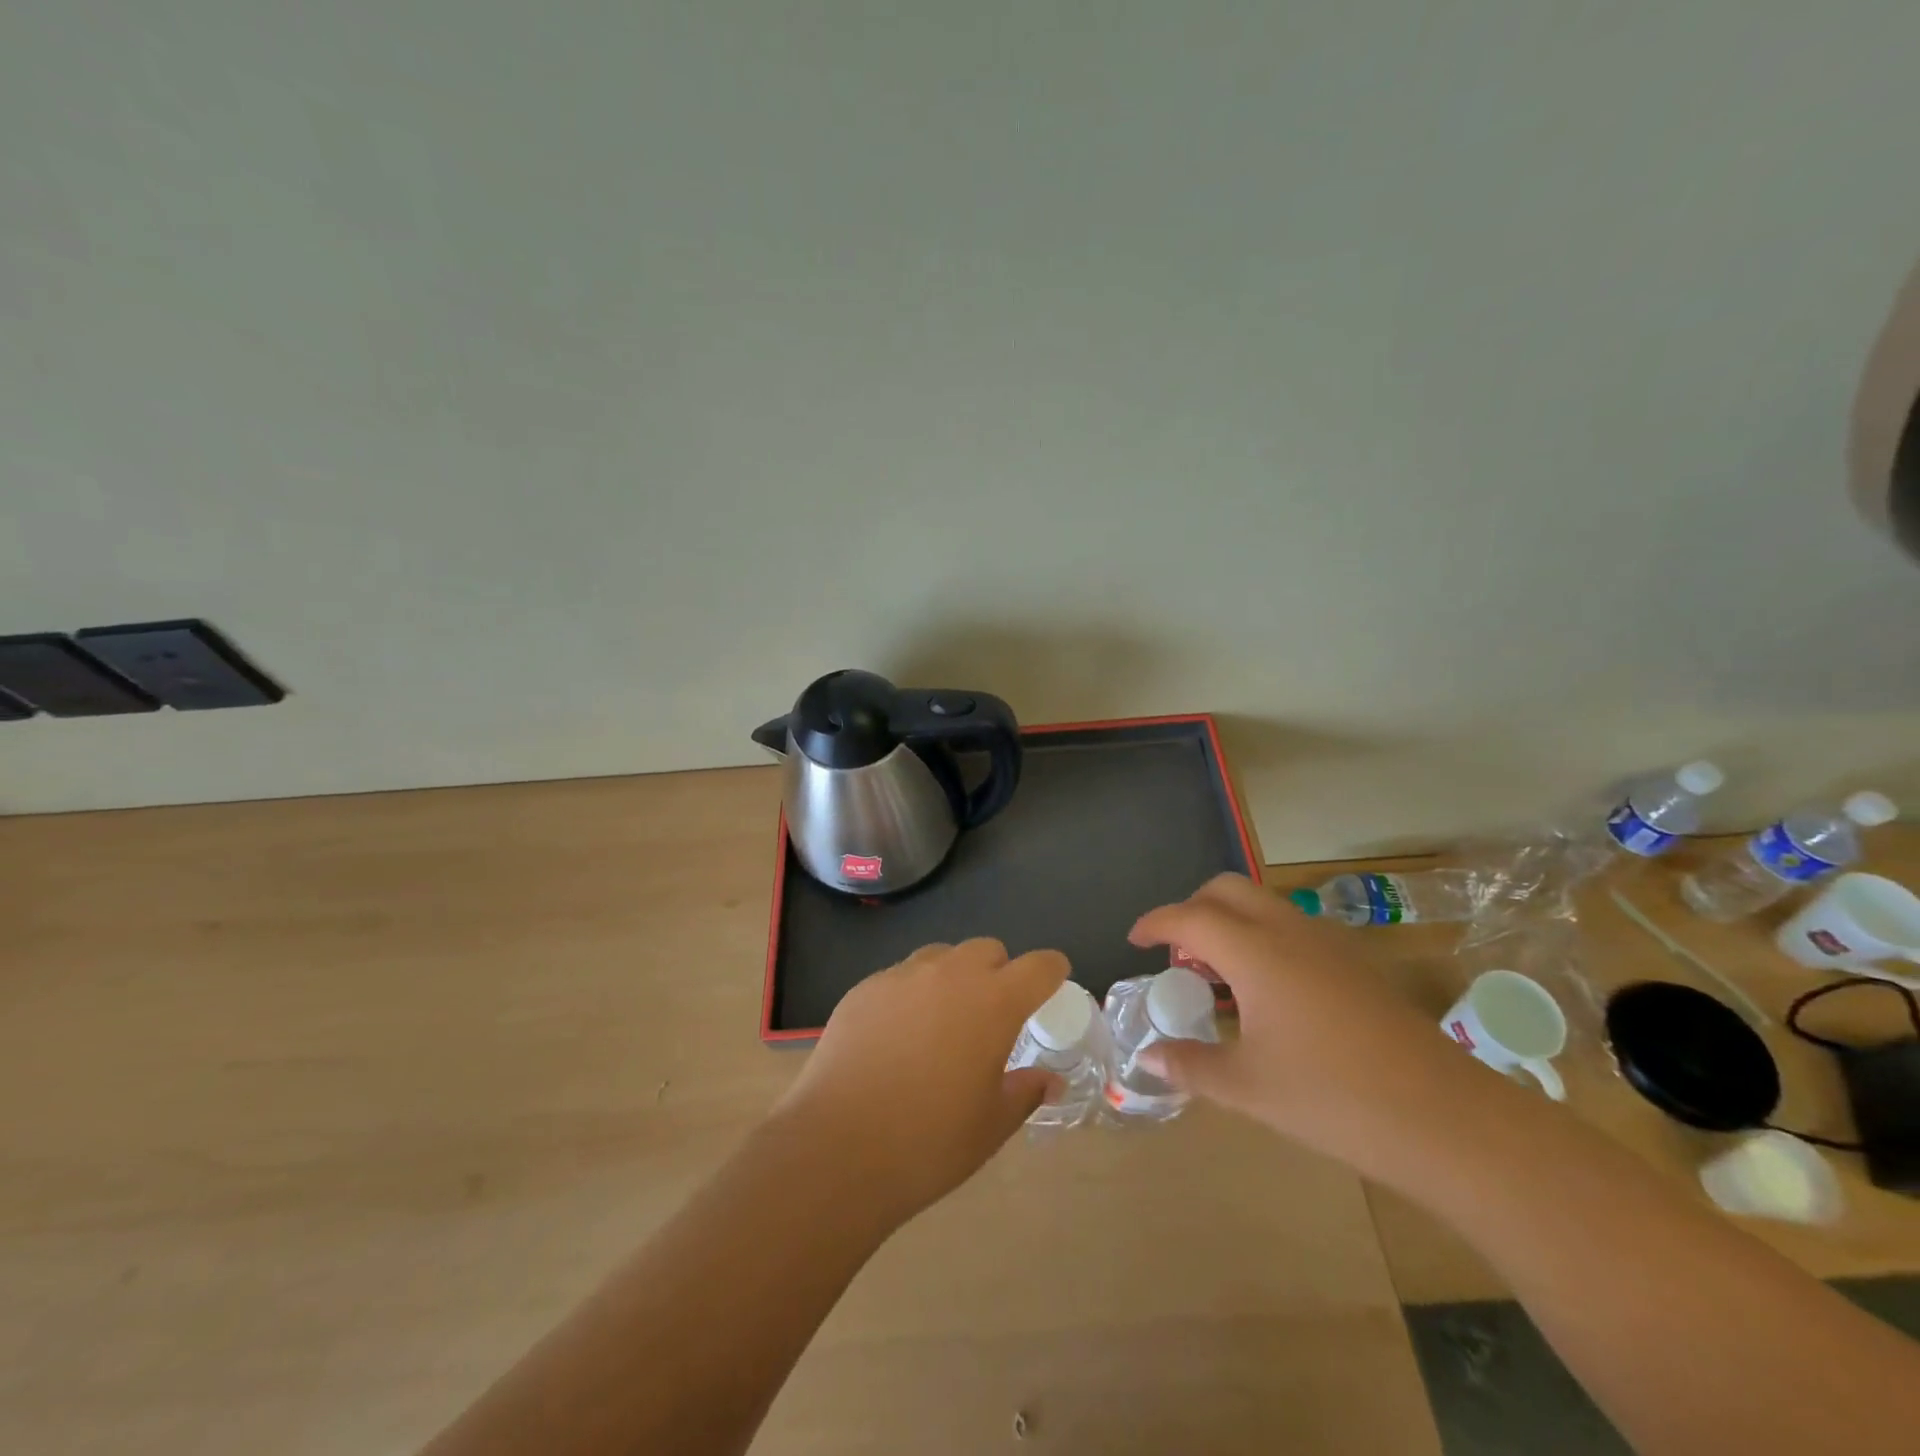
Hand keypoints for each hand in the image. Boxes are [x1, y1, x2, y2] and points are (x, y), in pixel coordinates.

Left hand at [770, 939, 1068, 1224]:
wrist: (838, 1147)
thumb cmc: (929, 1141)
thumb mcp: (991, 1125)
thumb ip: (1025, 1092)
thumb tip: (1049, 1080)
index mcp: (993, 1002)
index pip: (1038, 966)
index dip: (1051, 970)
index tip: (1053, 981)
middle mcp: (950, 974)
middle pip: (987, 950)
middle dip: (999, 971)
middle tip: (992, 1013)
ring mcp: (902, 976)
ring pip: (941, 956)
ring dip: (953, 977)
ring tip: (942, 1021)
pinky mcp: (864, 988)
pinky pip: (900, 976)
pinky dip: (912, 993)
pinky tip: (897, 1035)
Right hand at [1130, 874, 1496, 1179]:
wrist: (1446, 1119)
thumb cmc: (1333, 1099)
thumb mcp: (1248, 1088)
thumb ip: (1191, 1066)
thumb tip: (1149, 1058)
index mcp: (1255, 952)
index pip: (1189, 917)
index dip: (1155, 923)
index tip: (1134, 940)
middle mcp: (1288, 931)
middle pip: (1227, 890)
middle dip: (1192, 908)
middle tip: (1177, 954)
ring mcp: (1328, 943)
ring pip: (1263, 904)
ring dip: (1229, 922)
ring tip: (1217, 976)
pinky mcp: (1355, 962)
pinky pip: (1291, 927)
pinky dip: (1261, 937)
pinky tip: (1267, 993)